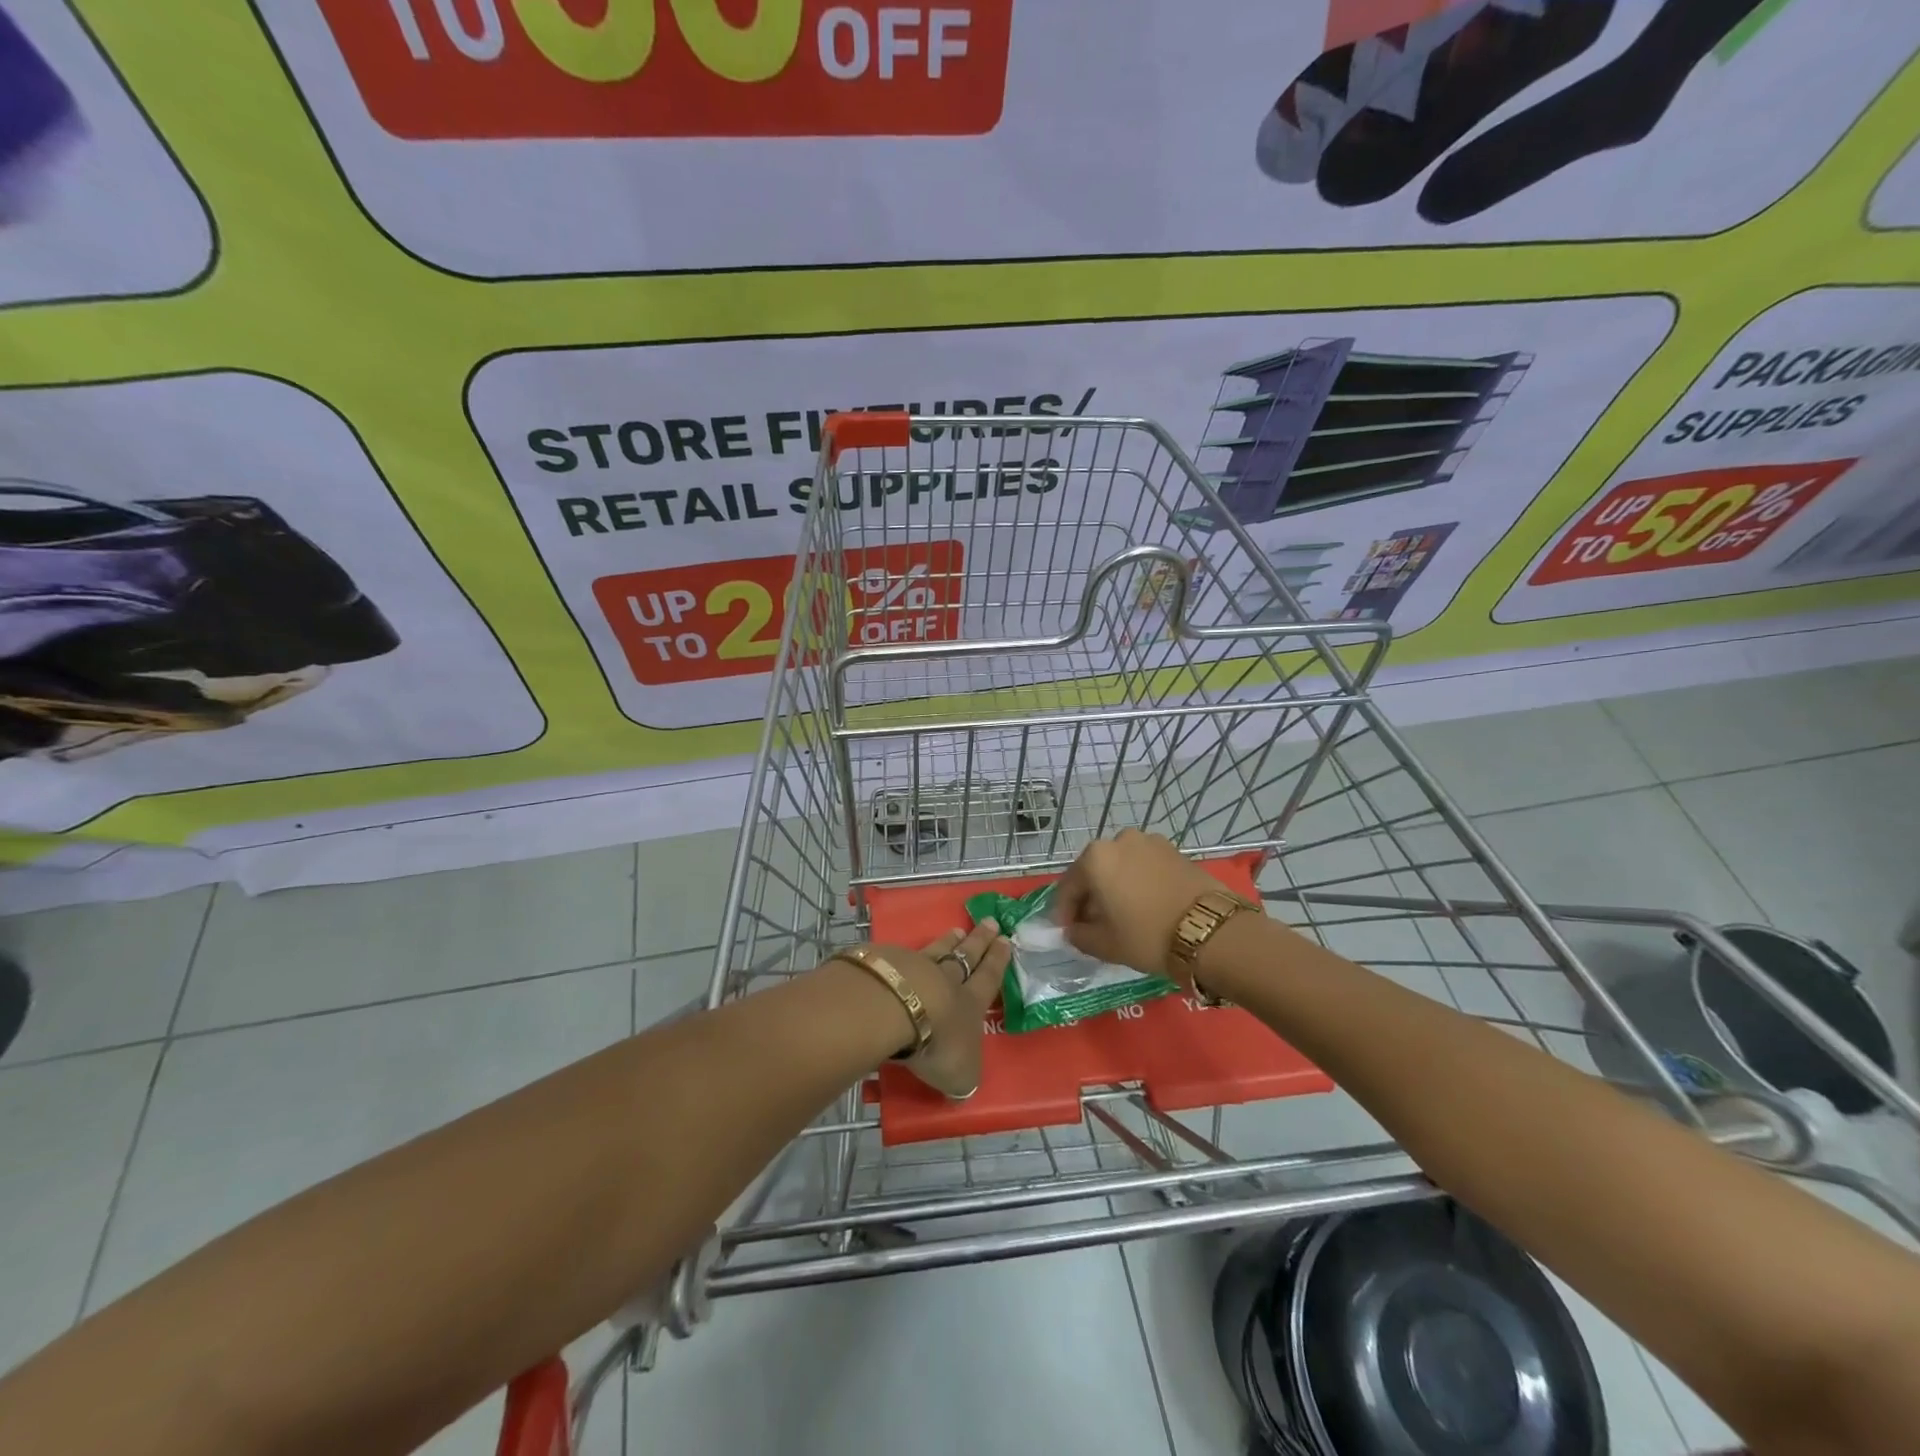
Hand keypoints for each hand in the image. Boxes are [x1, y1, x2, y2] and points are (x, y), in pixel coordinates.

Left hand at [870, 917, 1011, 1099]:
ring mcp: (916, 967)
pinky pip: (903, 956)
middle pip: (967, 956)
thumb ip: (963, 1076)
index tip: (1006, 940)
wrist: (895, 1008)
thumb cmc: (937, 1042)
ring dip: (948, 941)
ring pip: (937, 951)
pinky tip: (907, 950)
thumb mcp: (960, 1073)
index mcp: (970, 1004)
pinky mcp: (887, 963)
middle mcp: (947, 980)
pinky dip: (909, 953)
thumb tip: (962, 1086)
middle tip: (991, 922)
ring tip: (956, 930)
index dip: (998, 961)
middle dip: (980, 941)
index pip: (988, 979)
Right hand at [1054, 831, 1221, 987]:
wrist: (1211, 930)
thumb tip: (1074, 930)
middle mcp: (1119, 840)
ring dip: (1115, 888)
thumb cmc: (1147, 935)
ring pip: (1121, 867)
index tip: (1066, 932)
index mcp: (1095, 858)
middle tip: (1093, 924)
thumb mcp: (1105, 944)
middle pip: (1094, 872)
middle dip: (1090, 897)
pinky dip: (1138, 882)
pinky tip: (1145, 905)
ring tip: (1122, 915)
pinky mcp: (1174, 850)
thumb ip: (1079, 935)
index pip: (1068, 887)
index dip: (1064, 912)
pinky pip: (1144, 866)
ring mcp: (1149, 842)